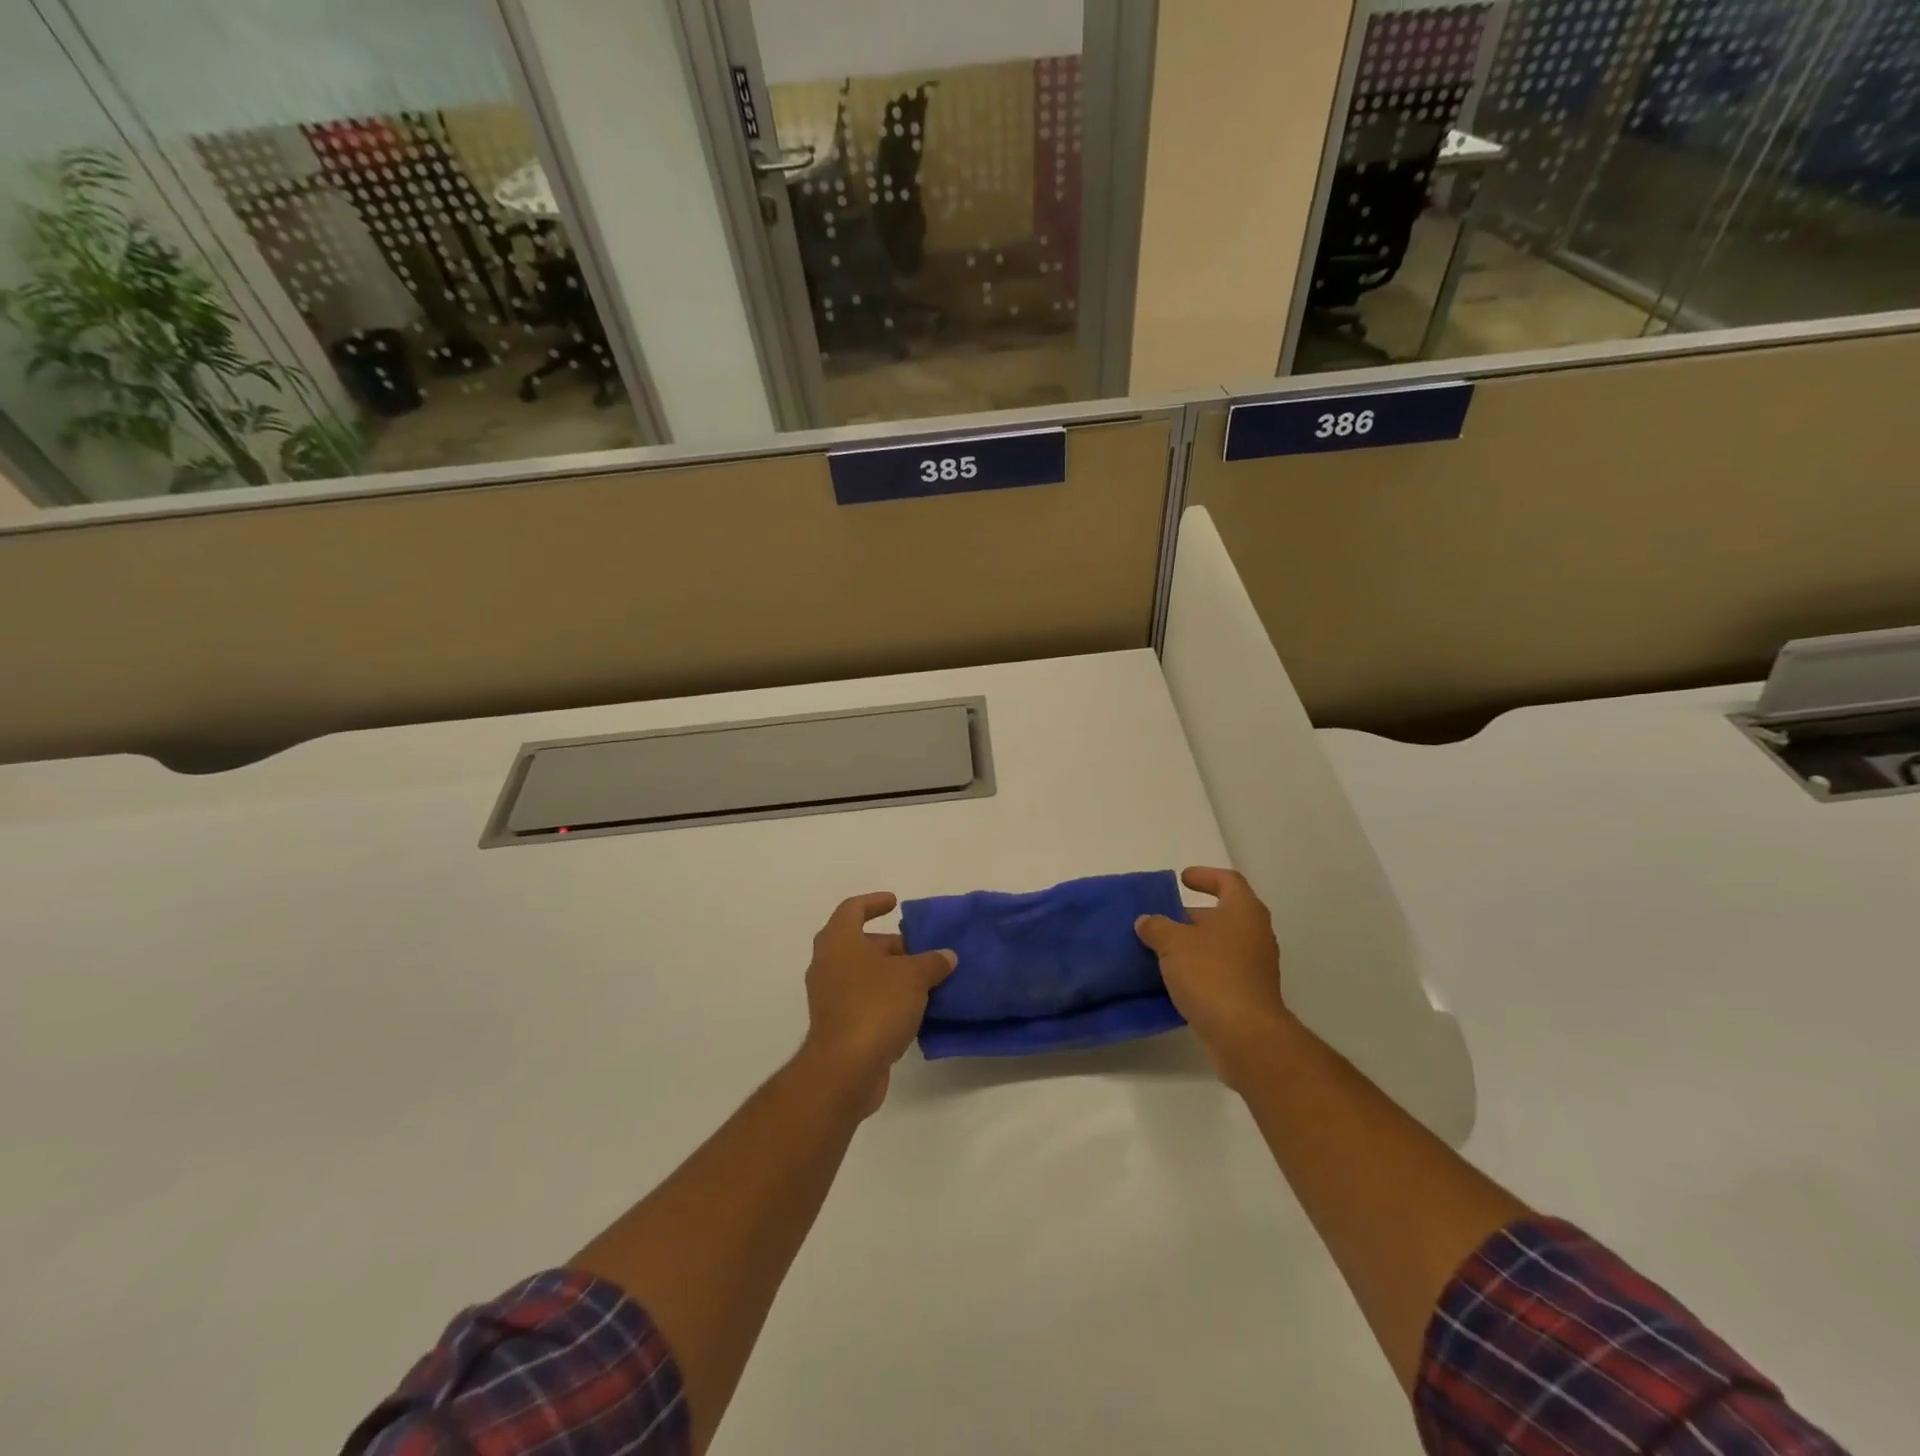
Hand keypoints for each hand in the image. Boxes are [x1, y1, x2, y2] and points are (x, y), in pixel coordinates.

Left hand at [800, 892, 957, 1115]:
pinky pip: (862, 1000)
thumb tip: (946, 956)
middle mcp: (827, 964)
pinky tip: (913, 1009)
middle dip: (891, 945)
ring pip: (862, 974)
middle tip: (921, 949)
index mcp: (839, 941)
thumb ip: (932, 962)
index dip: (874, 902)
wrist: (845, 1069)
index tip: (895, 903)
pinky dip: (885, 998)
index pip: (853, 909)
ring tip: (924, 979)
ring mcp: (829, 996)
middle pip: (860, 943)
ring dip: (890, 974)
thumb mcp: (913, 977)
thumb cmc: (875, 1006)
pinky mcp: (836, 1025)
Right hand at [1135, 867, 1294, 1089]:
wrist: (1245, 1035)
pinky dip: (1198, 971)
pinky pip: (1219, 973)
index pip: (1228, 881)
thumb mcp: (1173, 943)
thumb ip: (1157, 927)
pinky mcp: (1248, 995)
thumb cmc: (1211, 975)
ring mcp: (1255, 967)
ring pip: (1220, 946)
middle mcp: (1255, 935)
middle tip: (1162, 919)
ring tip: (1161, 950)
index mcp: (1243, 912)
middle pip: (1223, 915)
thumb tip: (1147, 921)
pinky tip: (1173, 980)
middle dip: (1191, 916)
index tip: (1182, 879)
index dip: (1205, 876)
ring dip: (1193, 946)